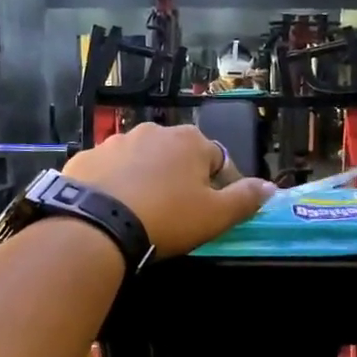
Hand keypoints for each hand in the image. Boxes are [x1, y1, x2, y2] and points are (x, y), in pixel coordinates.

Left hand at [63, 123, 275, 256]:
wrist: (96, 225)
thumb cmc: (167, 218)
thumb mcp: (215, 215)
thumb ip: (246, 199)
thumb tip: (270, 187)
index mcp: (190, 140)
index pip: (220, 161)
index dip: (224, 187)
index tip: (218, 212)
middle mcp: (153, 131)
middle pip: (179, 158)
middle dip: (183, 180)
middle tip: (180, 215)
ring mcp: (115, 142)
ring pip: (142, 162)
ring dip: (148, 180)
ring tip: (144, 213)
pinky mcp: (85, 158)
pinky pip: (110, 172)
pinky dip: (116, 185)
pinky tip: (114, 209)